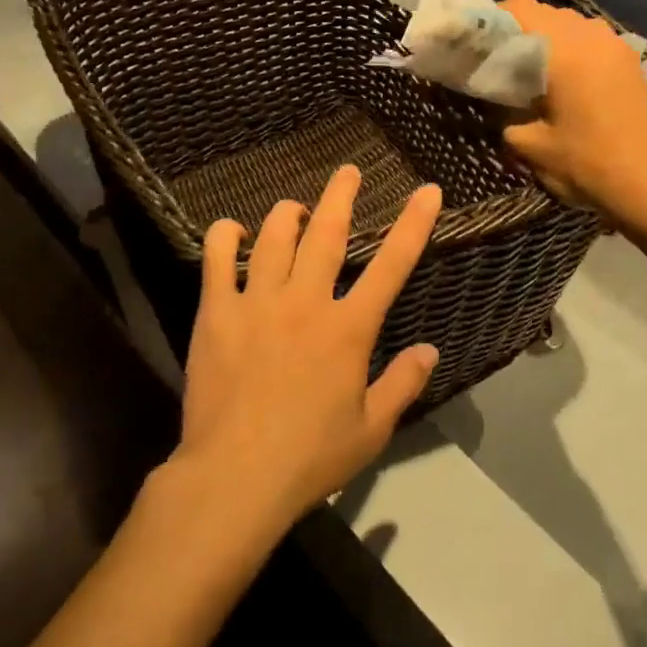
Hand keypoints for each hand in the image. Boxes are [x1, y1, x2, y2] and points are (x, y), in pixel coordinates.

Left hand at [173, 165, 442, 532]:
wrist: (235, 476)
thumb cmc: (309, 457)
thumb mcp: (370, 430)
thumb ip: (403, 385)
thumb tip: (429, 349)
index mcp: (348, 328)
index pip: (392, 265)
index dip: (414, 223)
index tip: (428, 190)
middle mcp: (306, 301)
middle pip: (329, 232)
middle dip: (342, 194)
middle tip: (348, 171)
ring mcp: (258, 300)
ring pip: (275, 233)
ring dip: (290, 213)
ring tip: (296, 210)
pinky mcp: (217, 309)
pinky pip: (217, 255)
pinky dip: (226, 234)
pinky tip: (234, 232)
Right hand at [499, 0, 646, 230]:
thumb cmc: (588, 165)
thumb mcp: (528, 146)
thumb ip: (503, 116)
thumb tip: (494, 102)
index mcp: (563, 50)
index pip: (518, 9)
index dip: (490, 19)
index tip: (473, 44)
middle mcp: (590, 36)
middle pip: (542, 12)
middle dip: (515, 29)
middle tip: (495, 59)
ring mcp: (613, 45)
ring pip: (567, 23)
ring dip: (543, 37)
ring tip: (526, 69)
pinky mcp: (628, 60)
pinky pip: (588, 38)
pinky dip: (568, 48)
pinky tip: (560, 79)